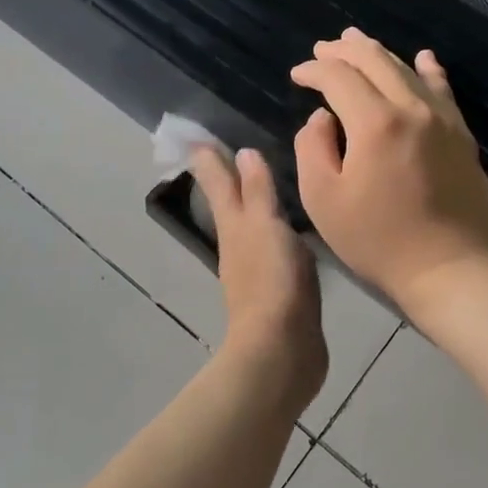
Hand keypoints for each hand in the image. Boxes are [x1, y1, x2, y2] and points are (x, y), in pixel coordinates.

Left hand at [188, 145, 328, 403]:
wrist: (281, 350)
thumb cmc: (273, 281)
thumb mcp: (266, 226)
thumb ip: (258, 191)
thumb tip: (242, 152)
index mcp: (234, 225)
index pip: (217, 183)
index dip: (208, 160)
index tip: (196, 138)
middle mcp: (239, 244)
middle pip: (229, 202)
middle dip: (228, 178)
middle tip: (229, 152)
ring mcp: (256, 269)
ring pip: (250, 225)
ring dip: (253, 204)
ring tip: (266, 184)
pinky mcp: (278, 291)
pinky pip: (273, 249)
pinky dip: (275, 232)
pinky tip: (291, 232)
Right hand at [290, 28, 487, 309]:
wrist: (451, 270)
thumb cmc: (378, 241)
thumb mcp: (323, 200)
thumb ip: (313, 148)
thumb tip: (322, 117)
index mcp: (375, 122)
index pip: (339, 77)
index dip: (314, 70)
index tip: (297, 75)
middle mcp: (412, 108)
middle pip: (375, 61)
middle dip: (344, 51)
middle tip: (323, 49)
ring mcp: (443, 119)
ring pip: (408, 69)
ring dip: (379, 53)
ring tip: (357, 42)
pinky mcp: (462, 135)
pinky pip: (443, 90)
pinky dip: (428, 70)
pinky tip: (423, 58)